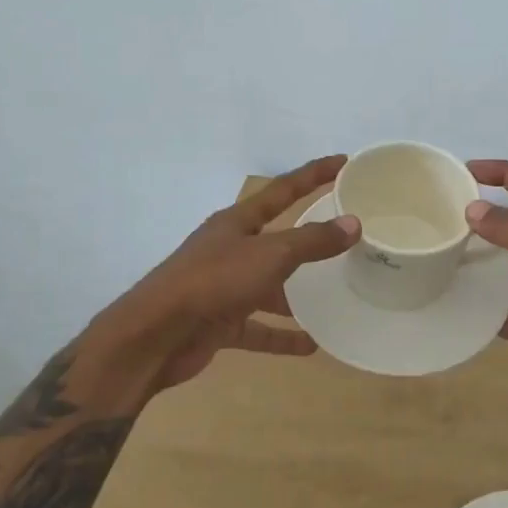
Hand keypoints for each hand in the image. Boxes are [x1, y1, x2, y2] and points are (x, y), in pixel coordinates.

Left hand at [127, 155, 360, 388]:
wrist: (154, 337)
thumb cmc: (213, 281)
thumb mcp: (269, 255)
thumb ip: (312, 241)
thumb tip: (353, 224)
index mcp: (238, 222)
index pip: (284, 189)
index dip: (313, 174)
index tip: (343, 162)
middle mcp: (230, 249)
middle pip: (277, 237)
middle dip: (308, 237)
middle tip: (345, 235)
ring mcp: (223, 287)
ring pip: (268, 285)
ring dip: (297, 294)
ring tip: (334, 296)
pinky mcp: (219, 322)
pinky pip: (258, 327)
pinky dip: (282, 335)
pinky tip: (310, 345)